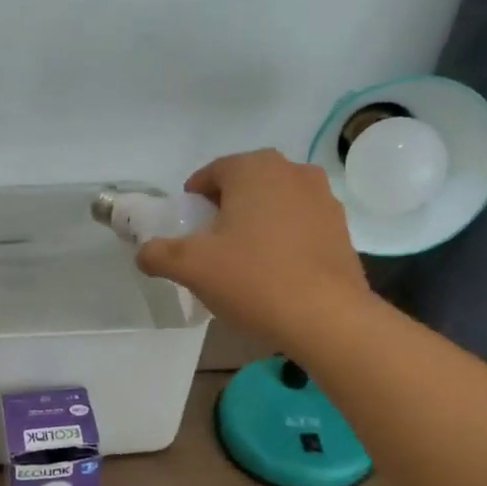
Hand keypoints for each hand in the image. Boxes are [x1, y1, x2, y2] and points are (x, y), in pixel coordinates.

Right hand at [136, 150, 370, 348]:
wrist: (326, 317)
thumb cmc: (253, 280)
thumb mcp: (191, 267)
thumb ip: (158, 253)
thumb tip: (144, 253)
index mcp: (254, 168)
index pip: (212, 173)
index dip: (193, 200)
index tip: (186, 229)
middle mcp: (293, 171)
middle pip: (246, 185)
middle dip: (225, 209)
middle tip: (211, 246)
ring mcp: (323, 199)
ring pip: (276, 204)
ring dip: (257, 223)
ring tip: (244, 261)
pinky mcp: (342, 229)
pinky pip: (300, 225)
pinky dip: (284, 239)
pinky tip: (276, 272)